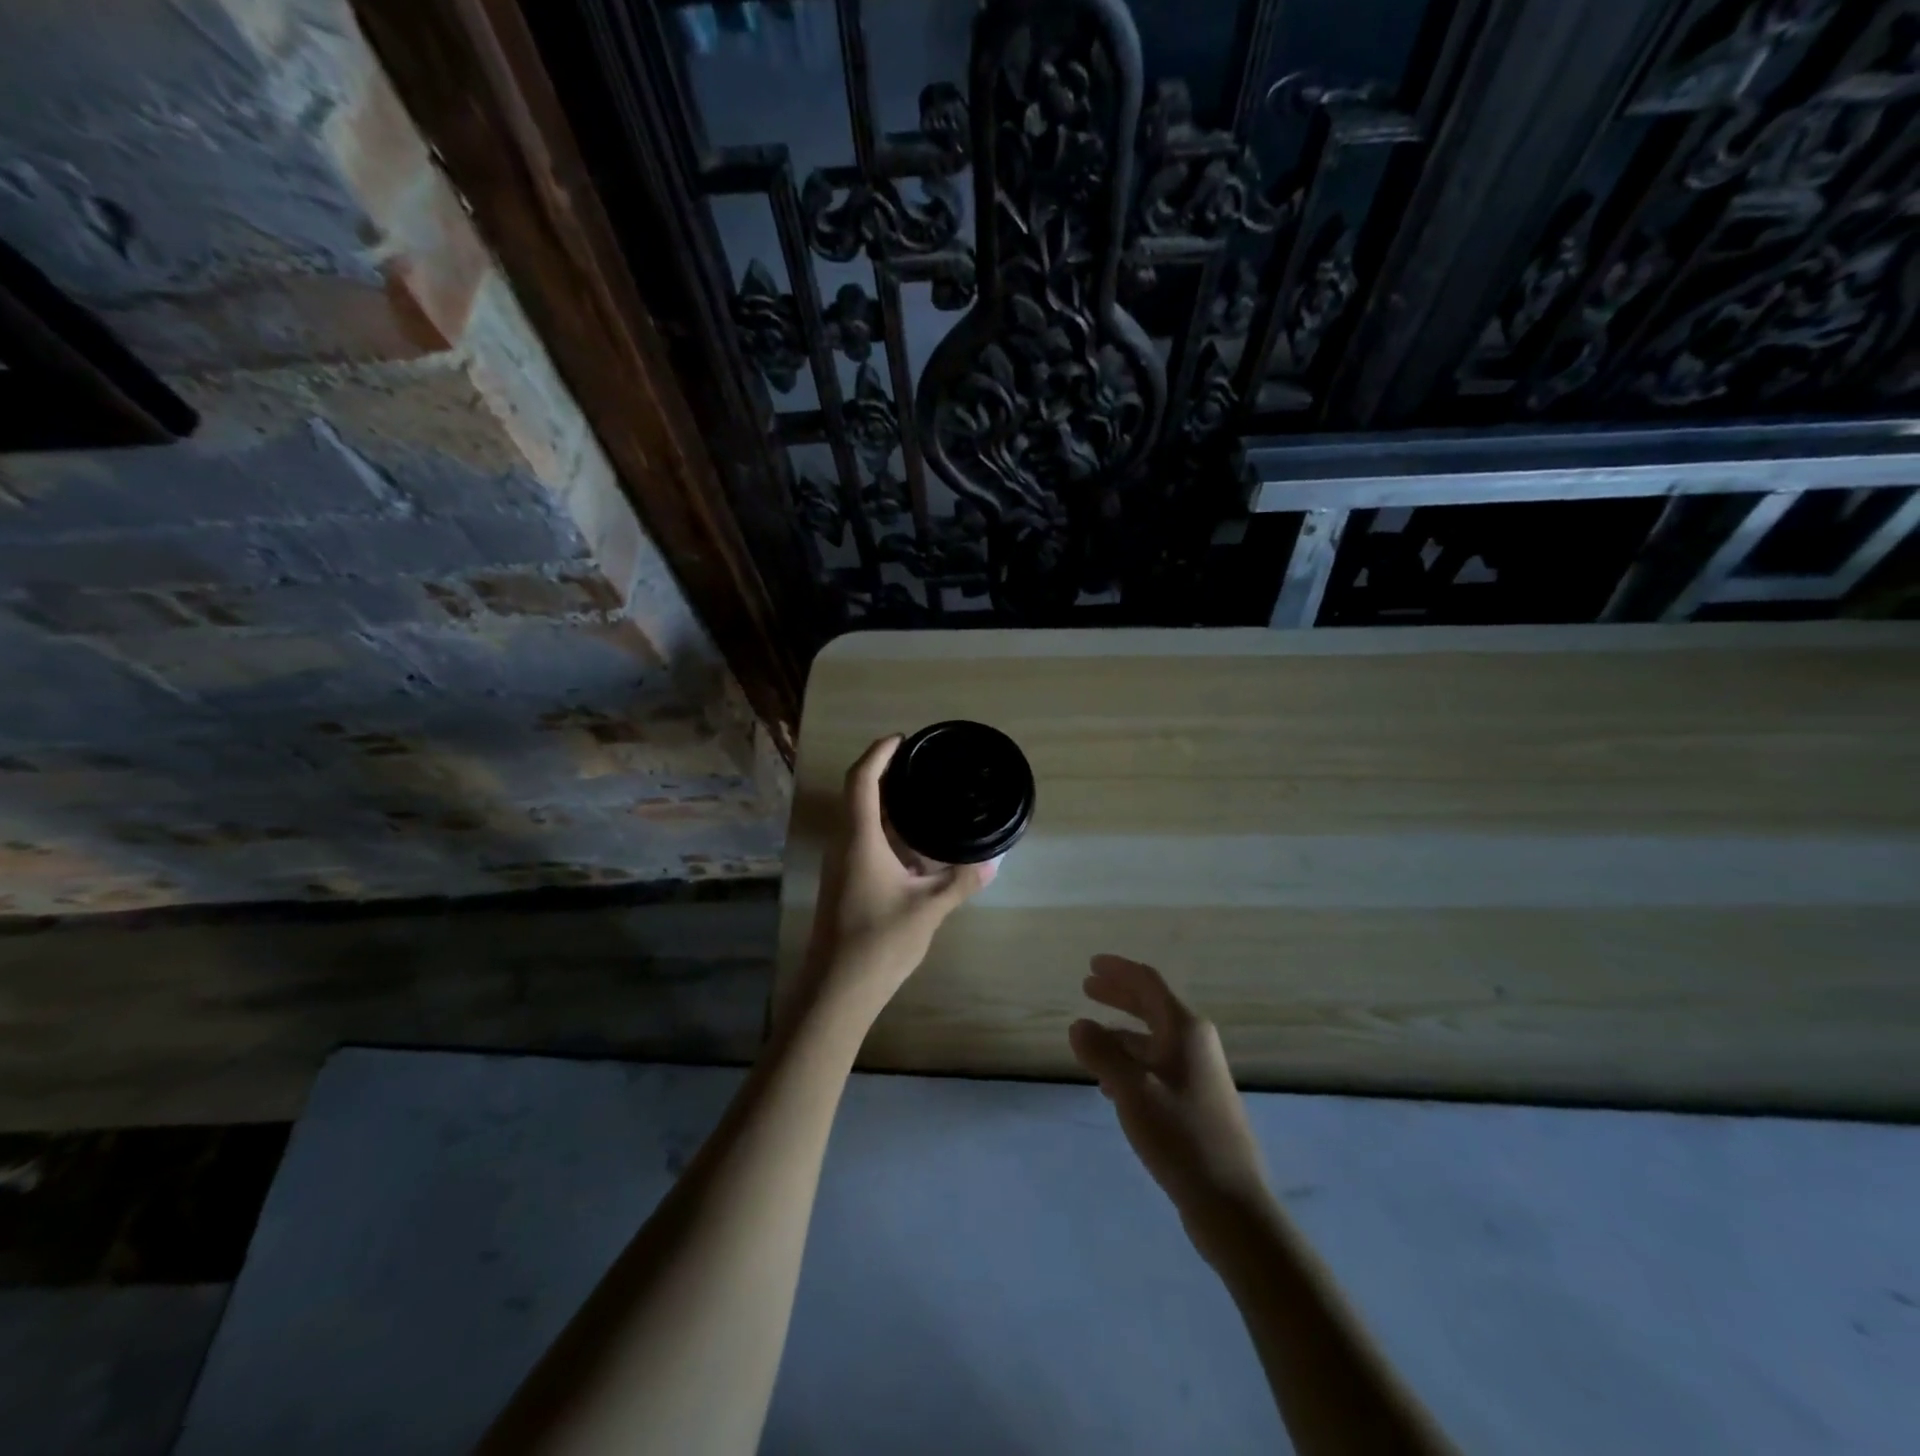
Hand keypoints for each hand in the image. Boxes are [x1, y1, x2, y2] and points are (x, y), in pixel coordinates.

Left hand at [797, 736, 990, 1023]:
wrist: (837, 989)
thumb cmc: (878, 942)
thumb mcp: (928, 910)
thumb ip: (960, 882)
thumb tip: (992, 863)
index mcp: (859, 839)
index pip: (862, 780)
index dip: (879, 753)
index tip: (903, 739)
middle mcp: (844, 844)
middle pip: (858, 794)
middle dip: (886, 773)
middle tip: (923, 765)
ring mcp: (841, 864)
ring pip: (860, 819)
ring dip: (886, 803)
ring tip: (924, 797)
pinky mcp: (845, 881)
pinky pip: (864, 840)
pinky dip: (887, 830)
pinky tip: (915, 844)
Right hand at [1070, 956, 1273, 1259]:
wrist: (1230, 1202)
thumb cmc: (1180, 1135)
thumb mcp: (1131, 1090)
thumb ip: (1101, 1053)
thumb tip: (1078, 1025)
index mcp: (1185, 1029)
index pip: (1148, 983)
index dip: (1119, 970)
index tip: (1091, 964)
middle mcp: (1195, 1043)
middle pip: (1151, 1007)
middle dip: (1118, 995)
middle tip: (1087, 987)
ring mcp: (1198, 1073)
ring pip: (1152, 1039)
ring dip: (1121, 1033)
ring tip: (1090, 1040)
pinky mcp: (1196, 1102)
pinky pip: (1156, 1066)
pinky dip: (1131, 1063)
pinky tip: (1109, 1083)